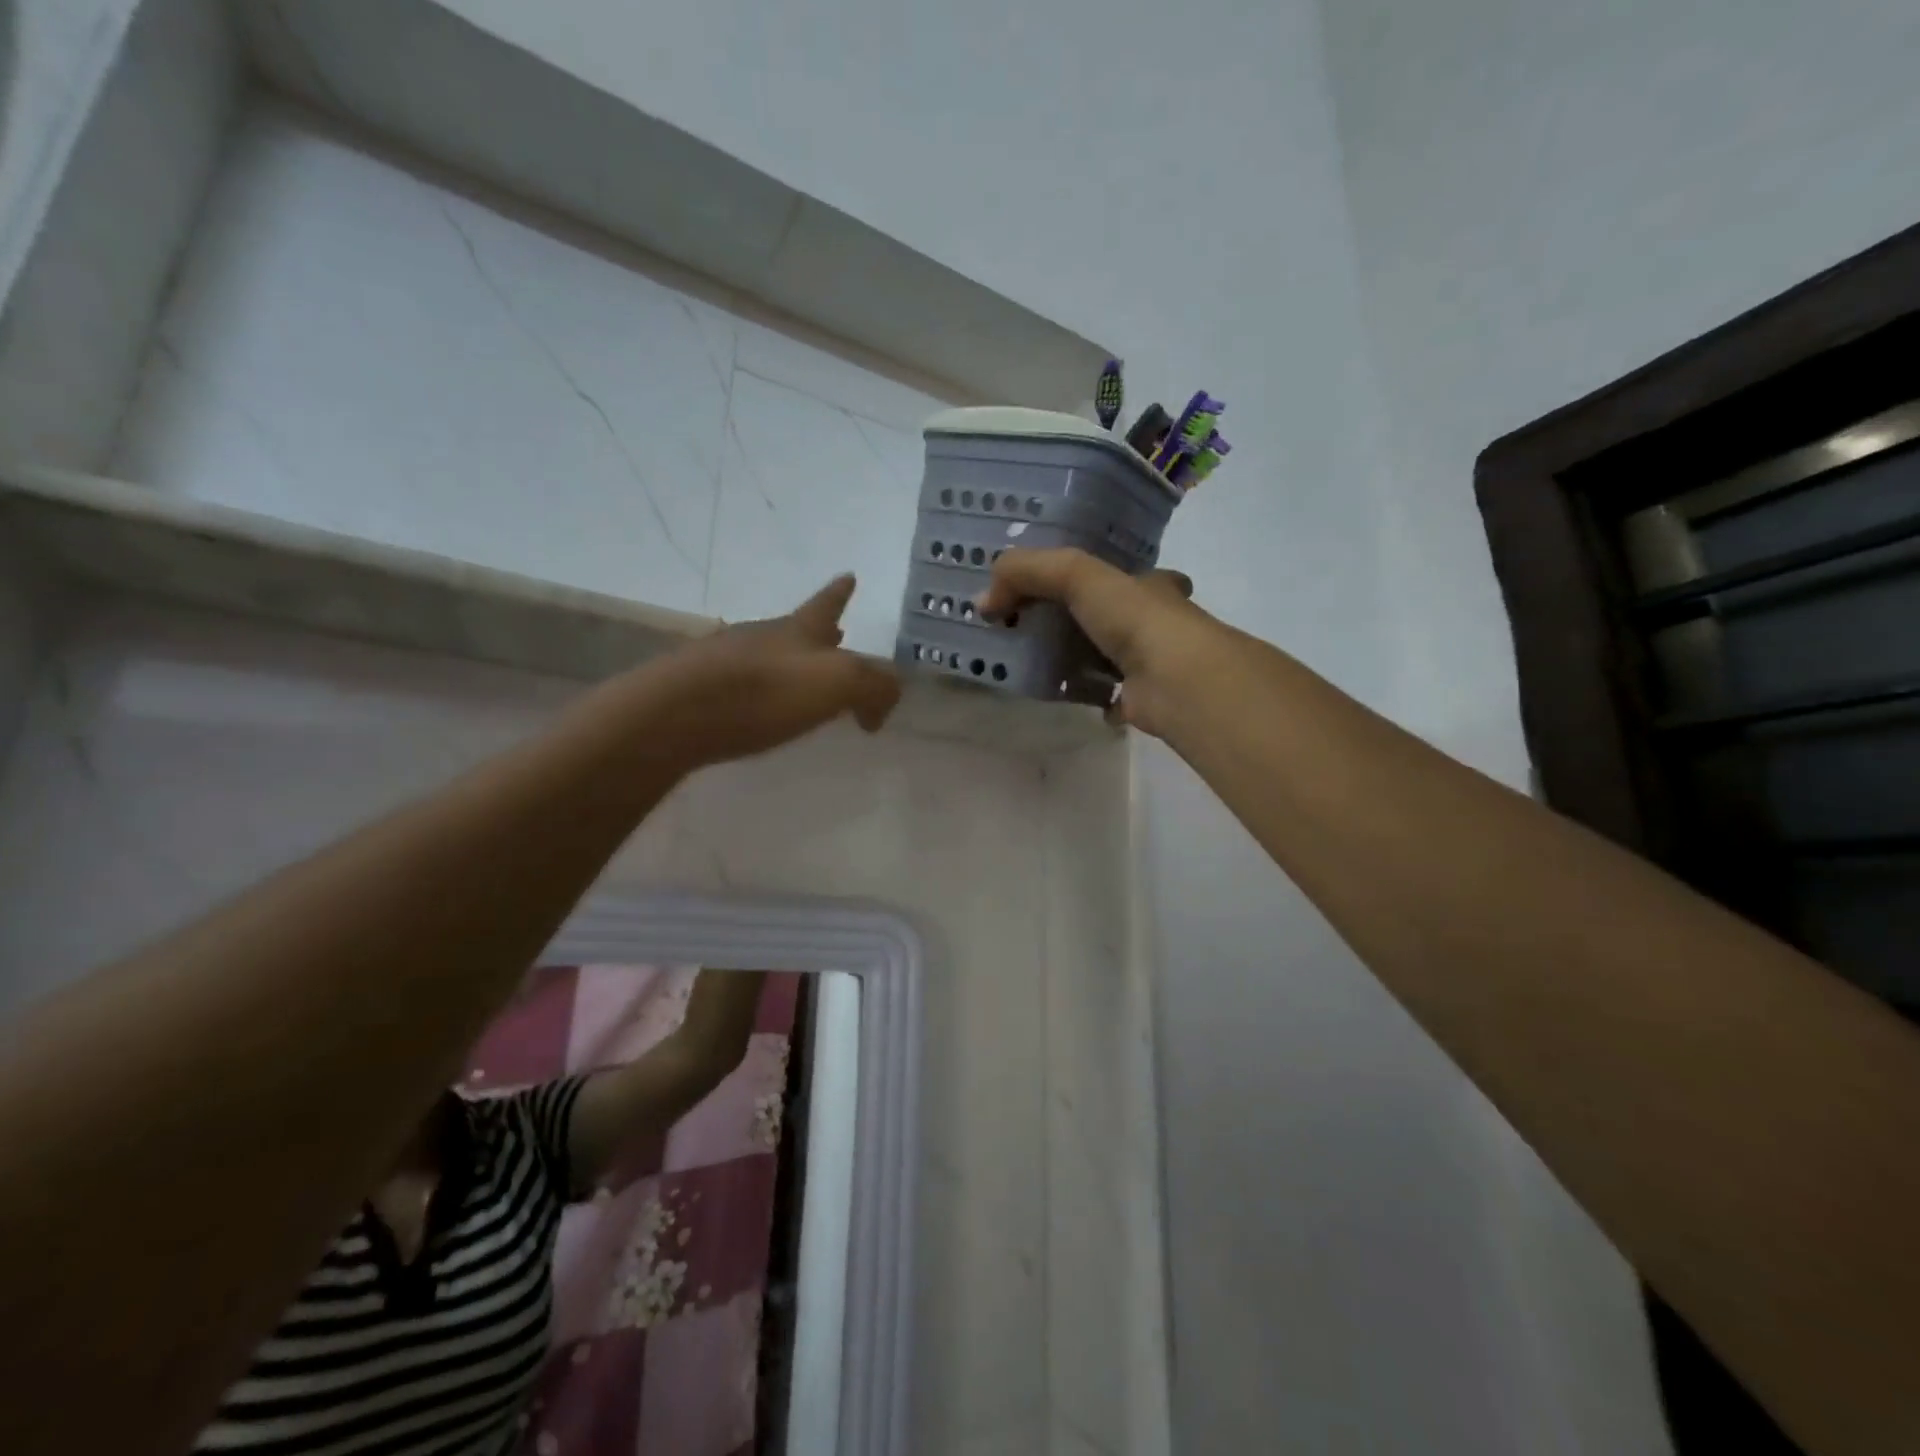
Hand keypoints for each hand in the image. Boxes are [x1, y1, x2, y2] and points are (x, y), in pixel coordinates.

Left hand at [643, 575, 900, 767]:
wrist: (675, 714)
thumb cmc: (764, 692)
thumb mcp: (838, 683)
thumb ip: (874, 687)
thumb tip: (882, 703)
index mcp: (798, 630)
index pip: (827, 604)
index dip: (841, 593)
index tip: (849, 574)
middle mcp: (762, 637)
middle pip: (798, 629)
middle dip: (822, 632)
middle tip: (838, 634)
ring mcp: (727, 661)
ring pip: (770, 656)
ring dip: (793, 663)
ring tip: (806, 681)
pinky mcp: (700, 692)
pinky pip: (745, 685)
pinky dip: (765, 692)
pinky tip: (763, 709)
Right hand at [976, 548, 1214, 736]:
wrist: (1177, 681)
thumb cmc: (1134, 618)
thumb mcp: (1074, 574)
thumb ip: (1026, 573)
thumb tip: (983, 601)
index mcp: (1148, 586)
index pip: (1121, 574)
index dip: (1091, 576)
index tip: (1054, 586)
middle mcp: (1156, 622)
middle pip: (1114, 617)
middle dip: (1083, 621)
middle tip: (1035, 629)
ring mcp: (1152, 664)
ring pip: (1111, 657)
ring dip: (1082, 659)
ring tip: (1038, 664)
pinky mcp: (1144, 702)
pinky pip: (1112, 697)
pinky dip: (1093, 698)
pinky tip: (1068, 697)